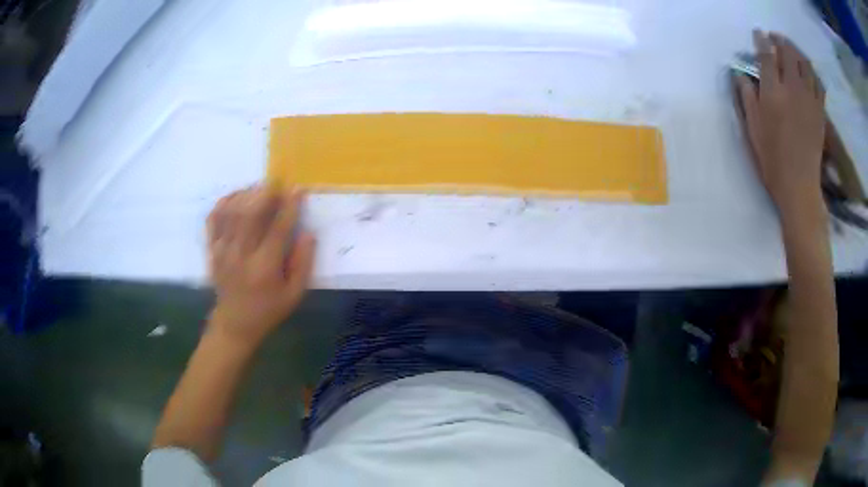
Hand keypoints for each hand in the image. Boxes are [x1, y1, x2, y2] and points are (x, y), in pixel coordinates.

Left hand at [206, 186, 315, 346]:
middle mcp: (241, 256)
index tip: (298, 190)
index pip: (278, 230)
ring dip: (246, 194)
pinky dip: (224, 202)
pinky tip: (237, 196)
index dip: (289, 207)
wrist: (235, 323)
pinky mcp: (211, 249)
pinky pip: (214, 218)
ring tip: (259, 188)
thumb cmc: (269, 309)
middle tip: (276, 183)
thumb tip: (308, 232)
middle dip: (265, 193)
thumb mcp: (294, 294)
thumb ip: (303, 263)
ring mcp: (222, 251)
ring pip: (231, 212)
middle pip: (250, 215)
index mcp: (264, 269)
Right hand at [735, 31, 826, 222]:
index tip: (758, 34)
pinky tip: (807, 71)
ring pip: (805, 63)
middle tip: (774, 38)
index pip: (766, 54)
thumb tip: (741, 75)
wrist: (800, 187)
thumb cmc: (772, 161)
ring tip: (791, 49)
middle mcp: (792, 90)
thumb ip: (747, 98)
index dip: (761, 40)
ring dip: (796, 51)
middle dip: (779, 40)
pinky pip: (818, 83)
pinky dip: (812, 72)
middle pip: (788, 52)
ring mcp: (809, 100)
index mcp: (773, 93)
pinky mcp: (820, 112)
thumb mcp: (753, 130)